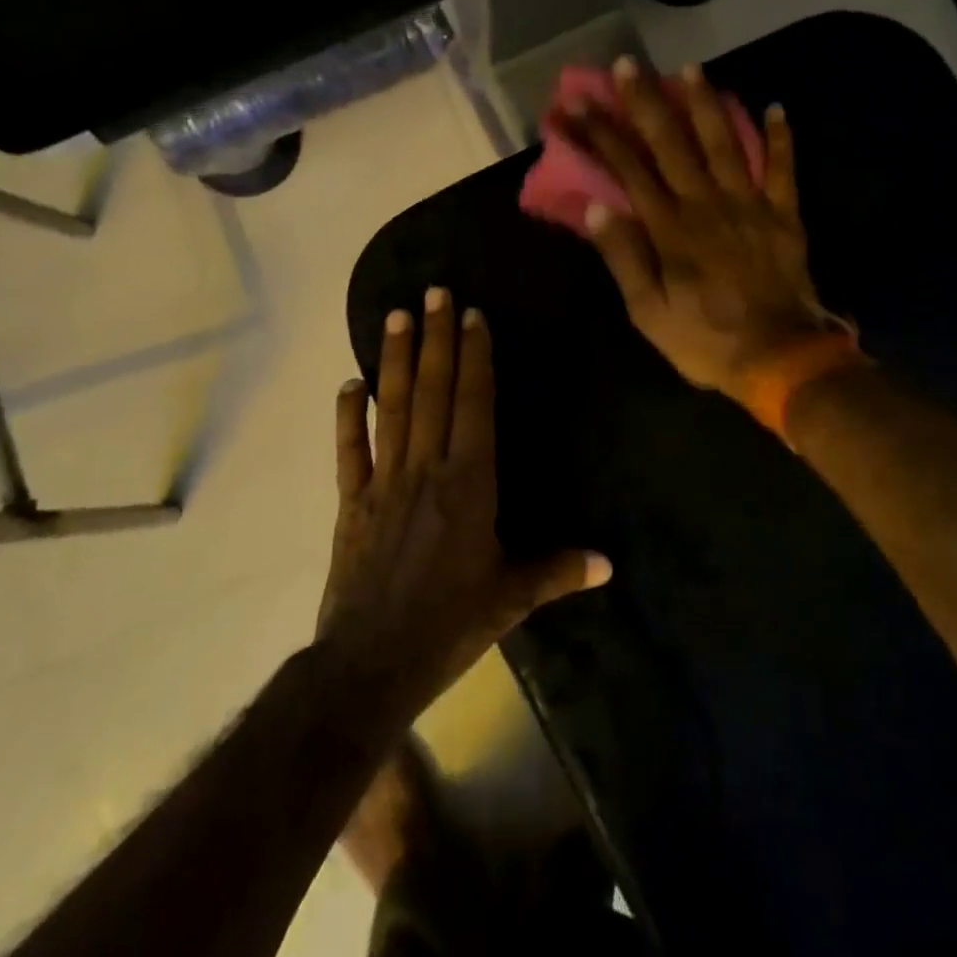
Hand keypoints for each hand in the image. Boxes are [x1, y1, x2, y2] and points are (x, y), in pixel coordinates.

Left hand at [318, 287, 610, 713]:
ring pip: (391, 408)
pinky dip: (347, 416)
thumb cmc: (449, 626)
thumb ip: (558, 572)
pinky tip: (348, 383)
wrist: (370, 664)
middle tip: (434, 292)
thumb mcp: (511, 599)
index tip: (471, 316)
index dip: (474, 358)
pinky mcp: (351, 503)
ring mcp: (383, 482)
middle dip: (435, 339)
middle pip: (432, 392)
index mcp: (470, 485)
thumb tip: (610, 564)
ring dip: (393, 360)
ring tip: (394, 315)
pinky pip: (348, 451)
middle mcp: (427, 470)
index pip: (474, 405)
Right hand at [568, 57, 834, 404]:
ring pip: (724, 144)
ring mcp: (750, 206)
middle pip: (672, 144)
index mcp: (670, 229)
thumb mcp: (649, 312)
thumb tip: (593, 209)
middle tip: (628, 64)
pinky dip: (780, 139)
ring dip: (706, 104)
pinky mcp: (784, 217)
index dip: (599, 136)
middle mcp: (707, 204)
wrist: (779, 358)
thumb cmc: (705, 341)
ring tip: (690, 68)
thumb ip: (624, 258)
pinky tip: (775, 108)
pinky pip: (783, 170)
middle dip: (646, 102)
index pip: (627, 170)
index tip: (574, 106)